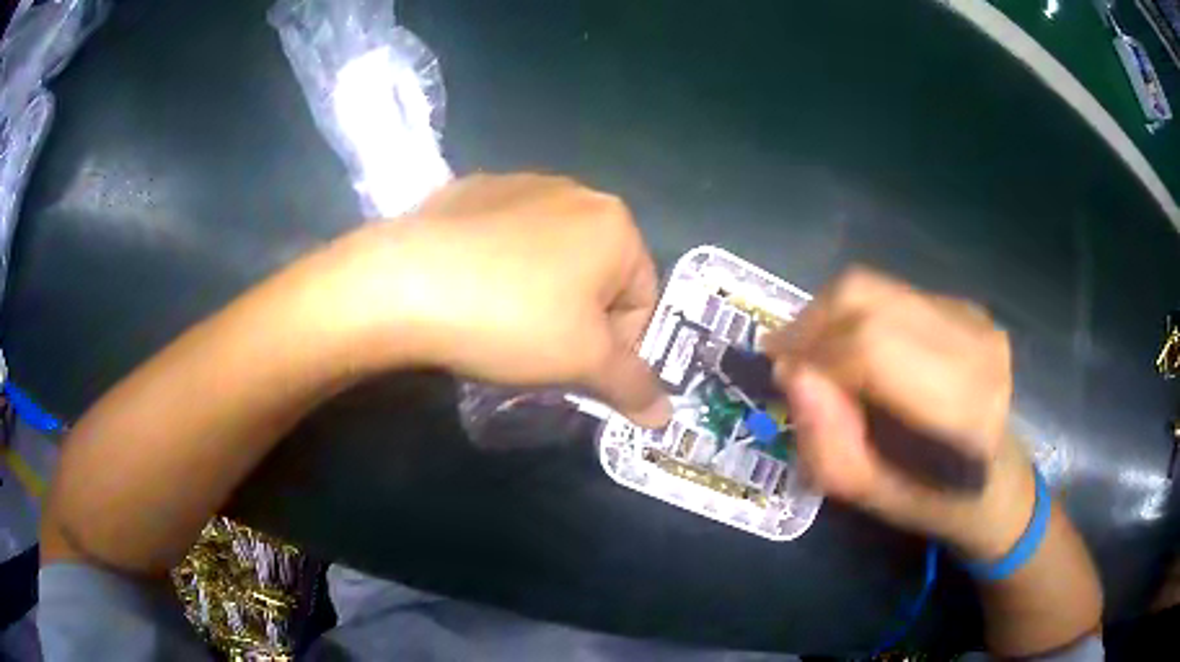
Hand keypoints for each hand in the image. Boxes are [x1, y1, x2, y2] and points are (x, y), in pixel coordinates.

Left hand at [320, 174, 671, 426]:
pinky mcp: (470, 191)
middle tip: (541, 351)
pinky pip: (504, 237)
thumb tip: (666, 418)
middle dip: (580, 319)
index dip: (618, 347)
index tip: (579, 370)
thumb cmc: (511, 319)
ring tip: (502, 321)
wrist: (403, 282)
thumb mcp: (583, 362)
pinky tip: (470, 289)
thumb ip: (634, 387)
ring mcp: (518, 184)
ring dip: (542, 293)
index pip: (642, 300)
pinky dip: (501, 266)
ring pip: (551, 255)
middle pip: (598, 275)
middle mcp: (574, 191)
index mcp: (615, 223)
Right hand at [764, 267, 1034, 558]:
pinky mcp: (962, 305)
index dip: (811, 352)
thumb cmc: (934, 499)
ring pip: (872, 286)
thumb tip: (791, 374)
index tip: (777, 374)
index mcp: (961, 405)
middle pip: (865, 296)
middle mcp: (973, 342)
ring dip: (829, 315)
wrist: (995, 478)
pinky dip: (855, 315)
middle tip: (785, 357)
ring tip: (812, 353)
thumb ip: (828, 443)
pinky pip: (889, 293)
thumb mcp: (870, 496)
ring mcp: (971, 315)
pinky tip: (853, 350)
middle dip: (810, 322)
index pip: (870, 347)